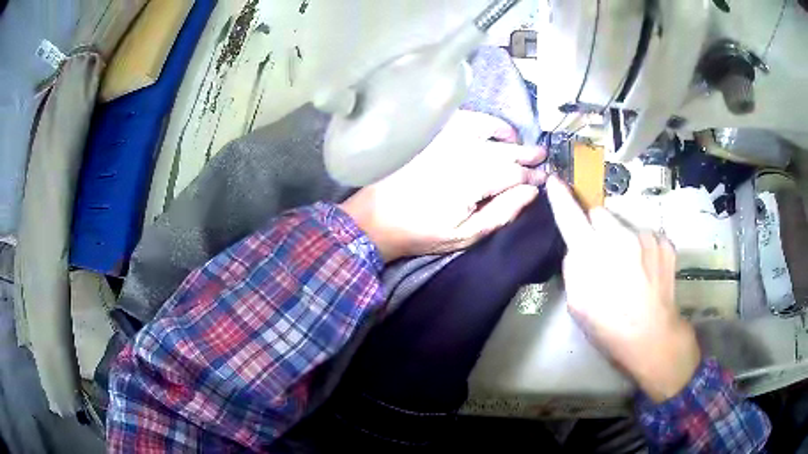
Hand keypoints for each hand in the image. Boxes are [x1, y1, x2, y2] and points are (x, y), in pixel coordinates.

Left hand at [340, 110, 546, 261]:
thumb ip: (502, 212)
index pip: (514, 173)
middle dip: (526, 152)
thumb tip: (531, 192)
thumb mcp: (466, 234)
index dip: (531, 176)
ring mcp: (444, 140)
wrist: (377, 218)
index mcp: (473, 180)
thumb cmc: (422, 232)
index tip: (543, 179)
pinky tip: (484, 128)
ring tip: (515, 139)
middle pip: (504, 148)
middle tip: (541, 155)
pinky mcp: (430, 136)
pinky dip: (478, 119)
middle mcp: (462, 153)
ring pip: (485, 126)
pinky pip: (460, 119)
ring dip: (504, 131)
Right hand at [546, 176, 700, 402]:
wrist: (653, 337)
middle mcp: (620, 236)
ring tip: (630, 270)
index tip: (555, 180)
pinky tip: (646, 271)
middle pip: (600, 214)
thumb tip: (577, 248)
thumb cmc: (609, 327)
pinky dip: (642, 248)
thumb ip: (573, 267)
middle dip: (596, 228)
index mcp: (593, 254)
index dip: (561, 198)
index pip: (571, 216)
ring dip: (622, 240)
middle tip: (603, 255)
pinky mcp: (665, 242)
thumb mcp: (577, 304)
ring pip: (625, 225)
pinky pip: (645, 236)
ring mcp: (646, 236)